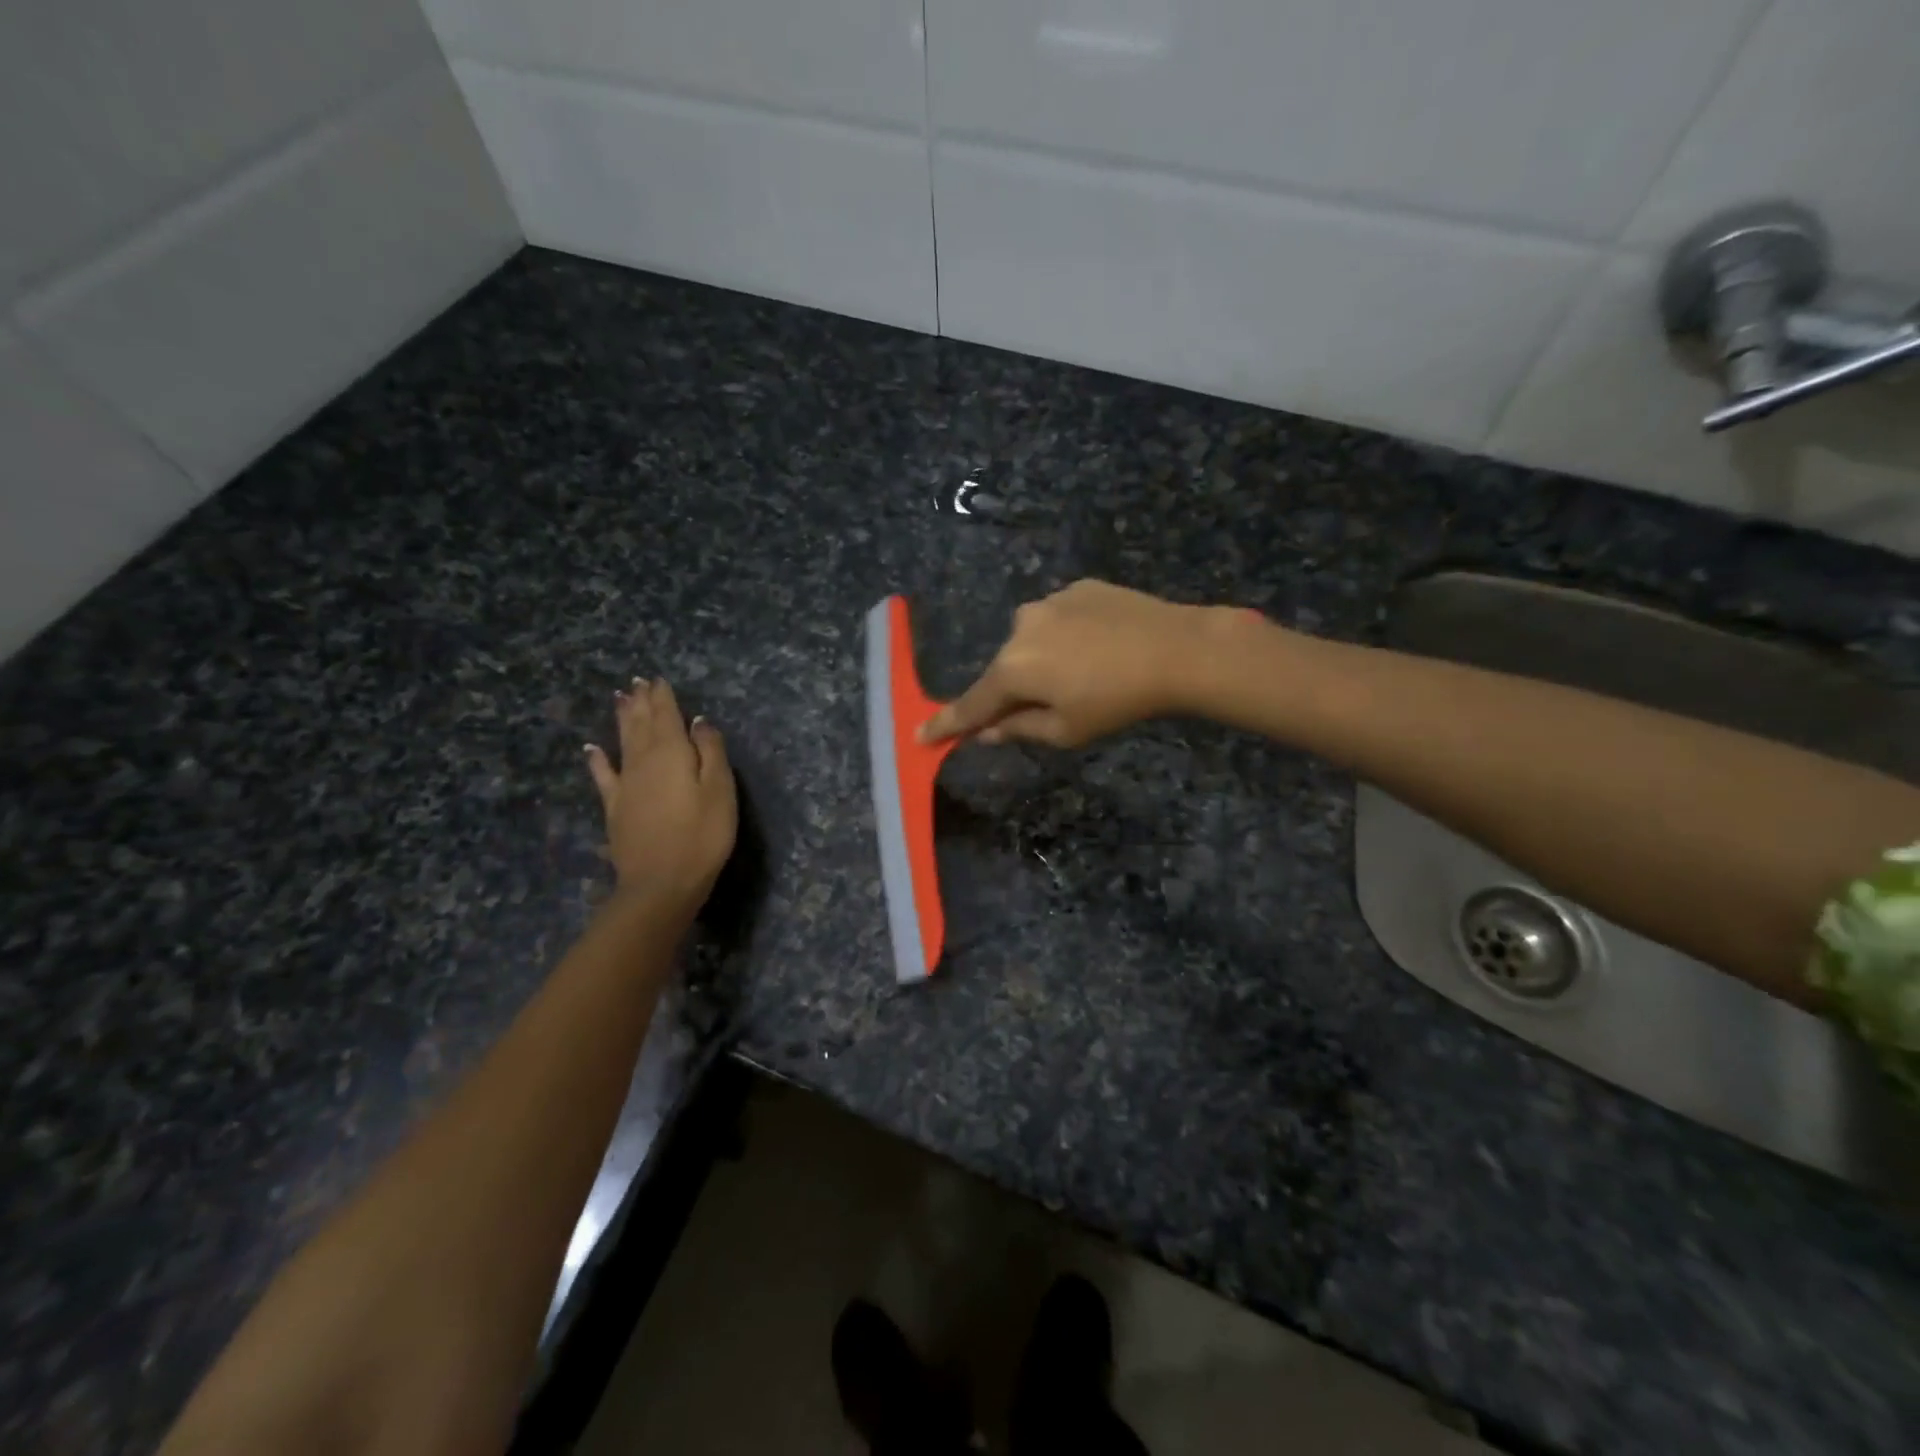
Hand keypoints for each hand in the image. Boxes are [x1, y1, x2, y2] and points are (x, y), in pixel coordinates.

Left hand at [585, 678, 736, 910]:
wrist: (661, 883)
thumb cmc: (702, 836)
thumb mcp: (720, 790)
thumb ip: (711, 752)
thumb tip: (699, 721)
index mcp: (672, 753)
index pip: (667, 716)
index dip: (663, 697)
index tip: (658, 679)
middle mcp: (644, 761)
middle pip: (642, 724)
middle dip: (641, 702)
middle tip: (637, 682)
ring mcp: (626, 784)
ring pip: (623, 742)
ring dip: (622, 720)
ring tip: (620, 698)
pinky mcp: (615, 807)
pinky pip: (603, 776)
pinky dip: (597, 760)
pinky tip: (591, 749)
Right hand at [921, 580, 1219, 747]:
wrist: (1176, 649)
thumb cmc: (1117, 701)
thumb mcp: (1066, 731)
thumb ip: (1018, 729)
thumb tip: (985, 732)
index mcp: (1012, 668)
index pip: (971, 704)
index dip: (947, 723)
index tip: (920, 734)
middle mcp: (1019, 628)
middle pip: (1005, 669)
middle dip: (1017, 690)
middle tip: (1050, 707)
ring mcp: (1049, 601)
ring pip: (1033, 641)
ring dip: (1044, 659)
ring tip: (1086, 673)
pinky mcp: (1078, 587)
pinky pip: (1060, 618)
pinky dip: (1068, 636)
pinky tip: (1100, 646)